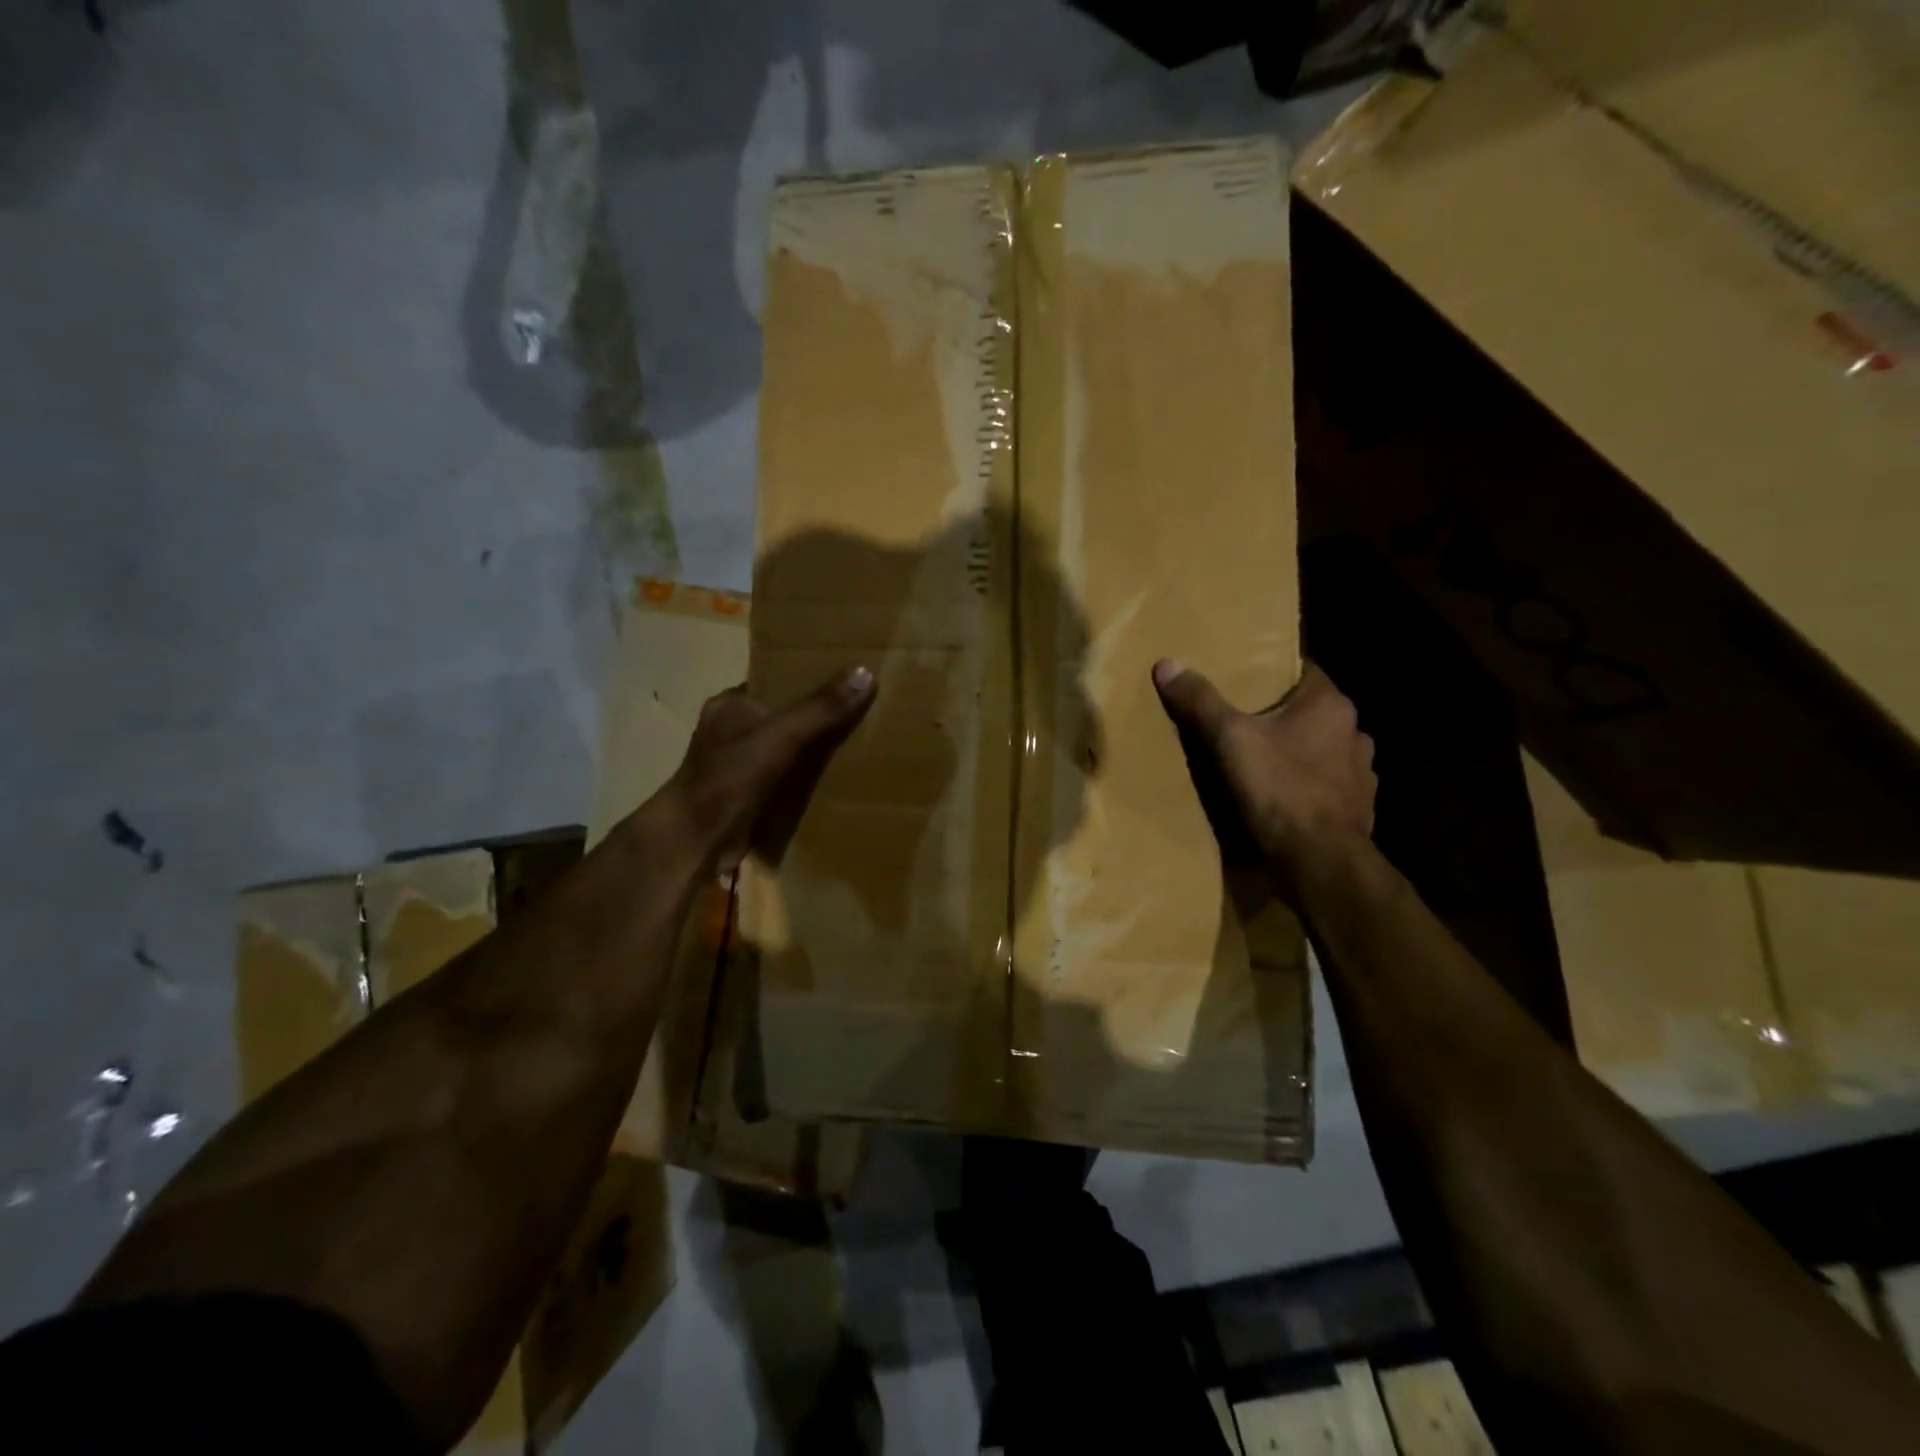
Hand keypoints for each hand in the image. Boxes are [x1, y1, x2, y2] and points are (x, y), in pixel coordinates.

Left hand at [660, 666, 875, 871]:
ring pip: (788, 748)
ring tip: (860, 743)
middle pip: (786, 715)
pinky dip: (808, 778)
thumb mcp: (781, 736)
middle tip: (863, 713)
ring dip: (816, 750)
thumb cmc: (729, 778)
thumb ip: (821, 709)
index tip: (848, 679)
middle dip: (819, 717)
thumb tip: (866, 673)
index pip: (776, 681)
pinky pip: (787, 777)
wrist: (696, 841)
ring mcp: (739, 764)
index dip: (810, 679)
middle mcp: (733, 730)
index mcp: (731, 704)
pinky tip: (839, 779)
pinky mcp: (749, 794)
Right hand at [1153, 659, 1374, 886]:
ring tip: (1264, 762)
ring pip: (1323, 750)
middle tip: (1244, 721)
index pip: (1303, 671)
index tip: (1244, 679)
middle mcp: (1354, 732)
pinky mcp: (1358, 808)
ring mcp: (1361, 773)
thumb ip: (1200, 702)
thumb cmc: (1279, 789)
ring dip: (1299, 752)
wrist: (1320, 861)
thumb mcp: (1229, 740)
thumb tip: (1167, 663)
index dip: (1273, 674)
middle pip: (1311, 712)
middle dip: (1281, 716)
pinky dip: (1309, 786)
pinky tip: (1284, 797)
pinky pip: (1328, 786)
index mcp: (1330, 705)